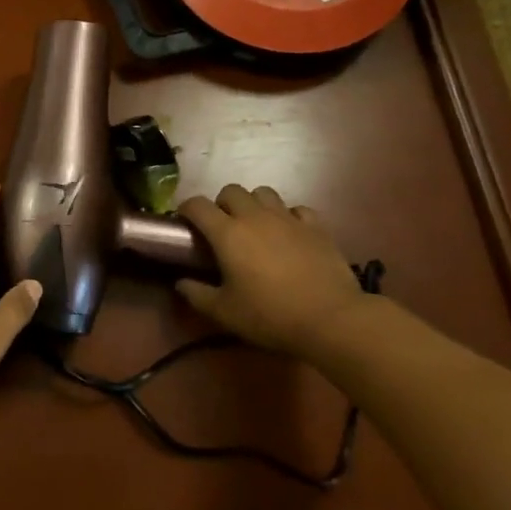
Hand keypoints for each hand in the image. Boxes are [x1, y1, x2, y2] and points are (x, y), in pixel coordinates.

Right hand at [175, 185, 372, 361]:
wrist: (330, 318)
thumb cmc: (270, 315)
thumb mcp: (224, 312)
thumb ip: (196, 294)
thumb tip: (180, 282)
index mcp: (228, 233)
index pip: (197, 205)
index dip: (186, 209)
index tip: (184, 223)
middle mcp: (255, 217)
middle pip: (231, 191)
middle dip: (221, 204)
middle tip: (222, 228)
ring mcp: (288, 218)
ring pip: (264, 193)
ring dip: (254, 204)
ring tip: (255, 226)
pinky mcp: (316, 226)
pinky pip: (297, 209)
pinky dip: (288, 216)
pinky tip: (289, 234)